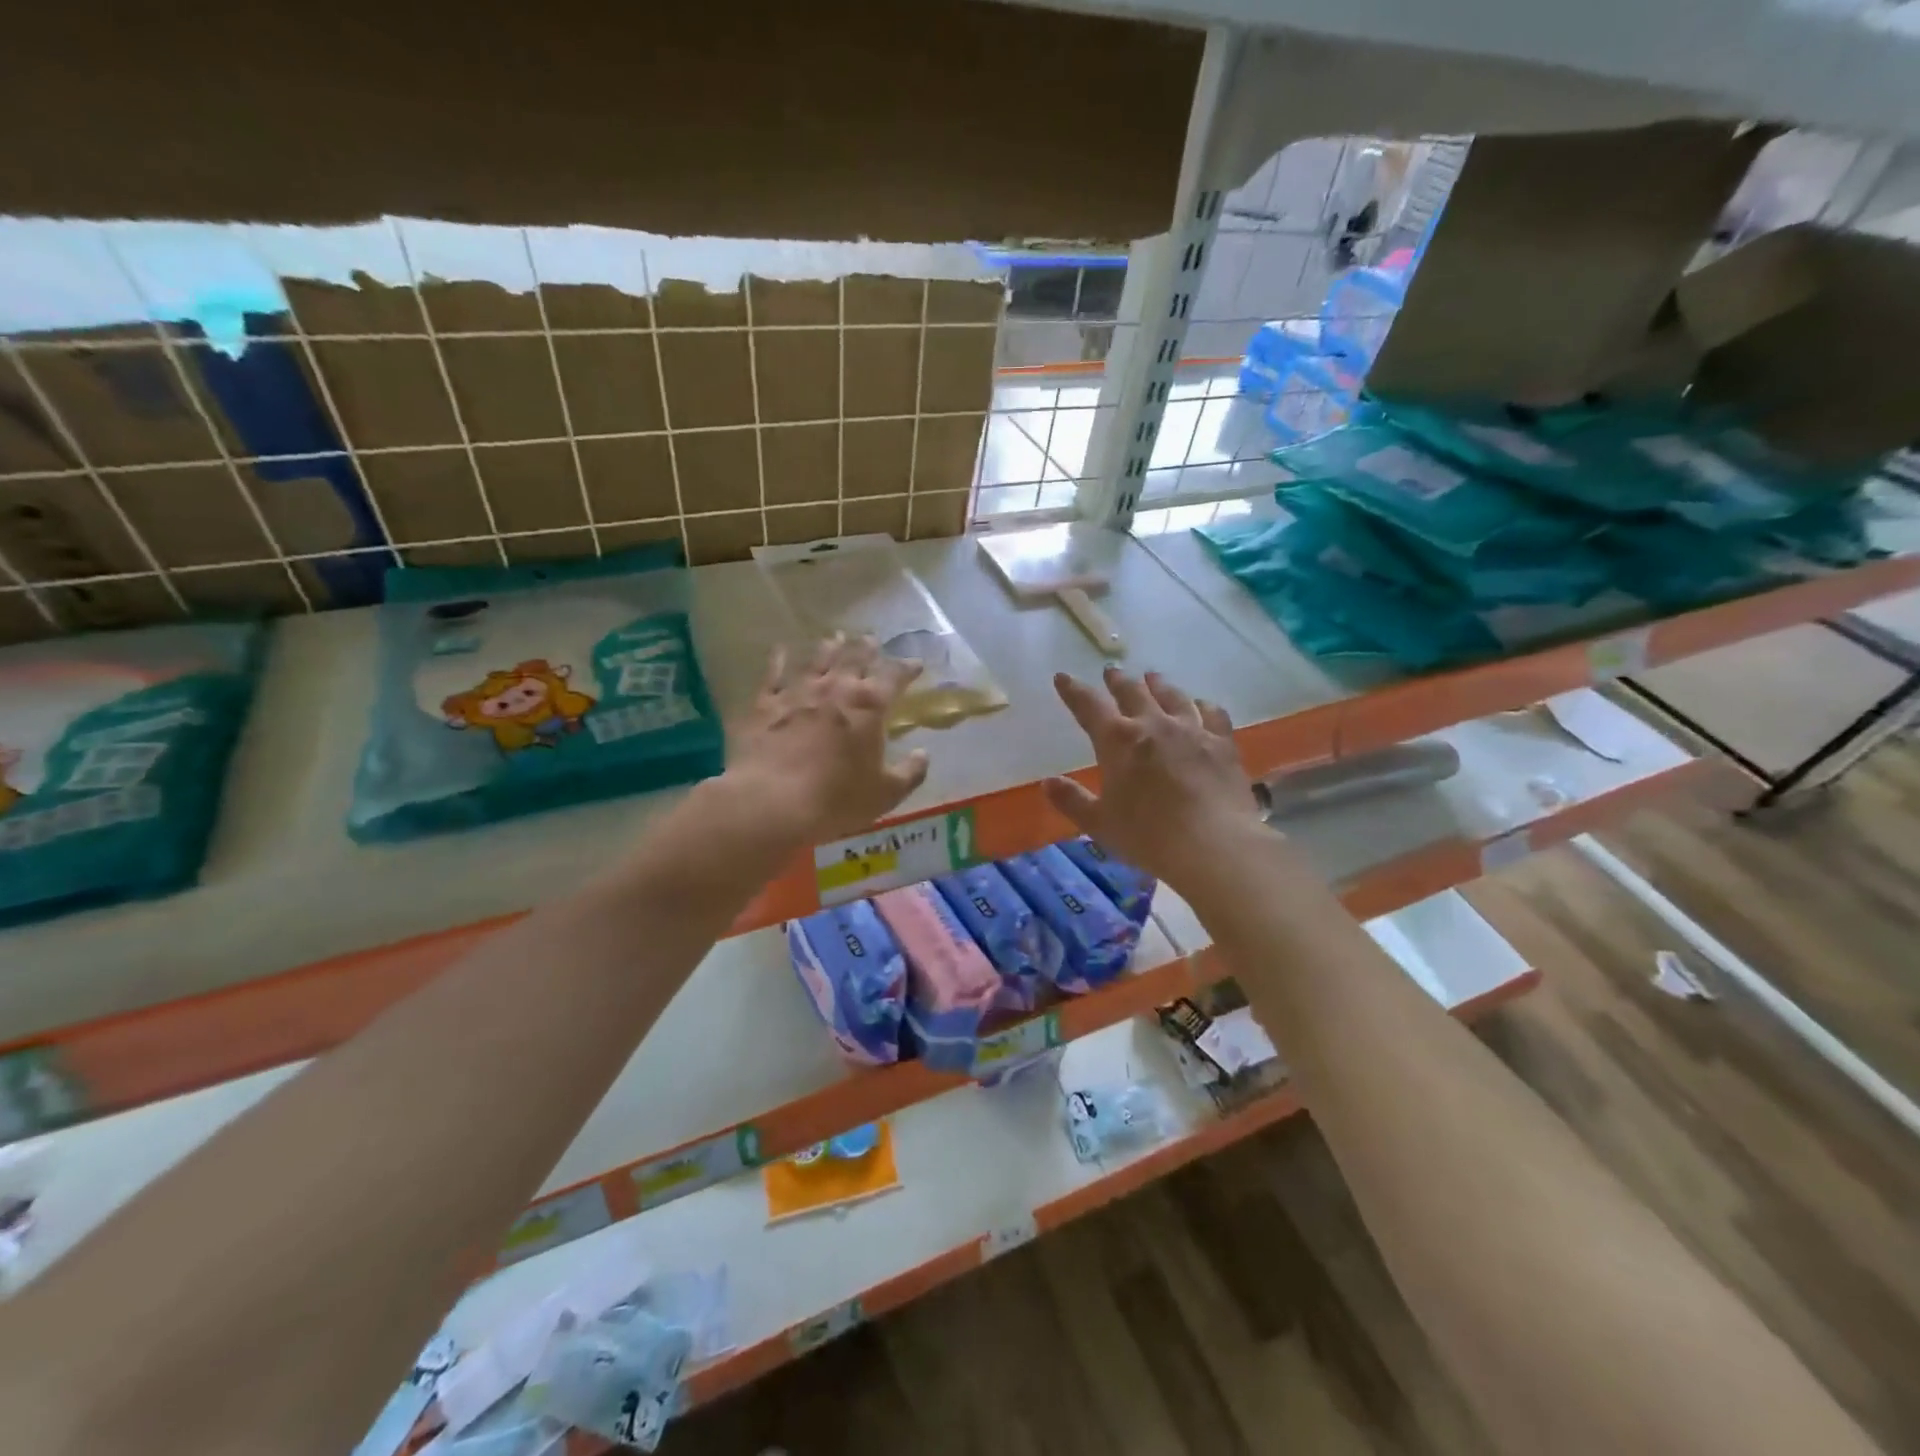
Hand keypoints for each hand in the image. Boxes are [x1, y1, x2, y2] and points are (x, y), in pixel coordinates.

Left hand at [724, 634, 930, 844]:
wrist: (772, 802)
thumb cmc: (837, 800)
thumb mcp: (885, 794)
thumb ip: (910, 772)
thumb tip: (923, 754)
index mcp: (870, 706)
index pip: (894, 677)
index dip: (907, 669)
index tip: (916, 664)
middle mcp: (835, 689)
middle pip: (854, 658)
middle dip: (866, 648)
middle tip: (871, 639)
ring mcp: (797, 692)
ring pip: (817, 660)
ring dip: (829, 647)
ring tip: (835, 638)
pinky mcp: (764, 704)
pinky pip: (773, 674)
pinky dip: (780, 660)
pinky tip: (782, 650)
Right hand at [1044, 666, 1264, 889]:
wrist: (1214, 845)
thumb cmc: (1148, 836)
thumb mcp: (1099, 823)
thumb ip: (1072, 800)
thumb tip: (1048, 782)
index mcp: (1117, 741)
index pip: (1089, 706)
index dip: (1073, 691)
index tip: (1063, 677)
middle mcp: (1153, 724)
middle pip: (1132, 693)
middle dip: (1118, 681)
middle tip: (1112, 672)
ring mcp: (1192, 730)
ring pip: (1173, 696)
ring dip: (1159, 685)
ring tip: (1153, 677)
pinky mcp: (1223, 744)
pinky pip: (1213, 714)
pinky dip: (1203, 705)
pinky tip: (1202, 704)